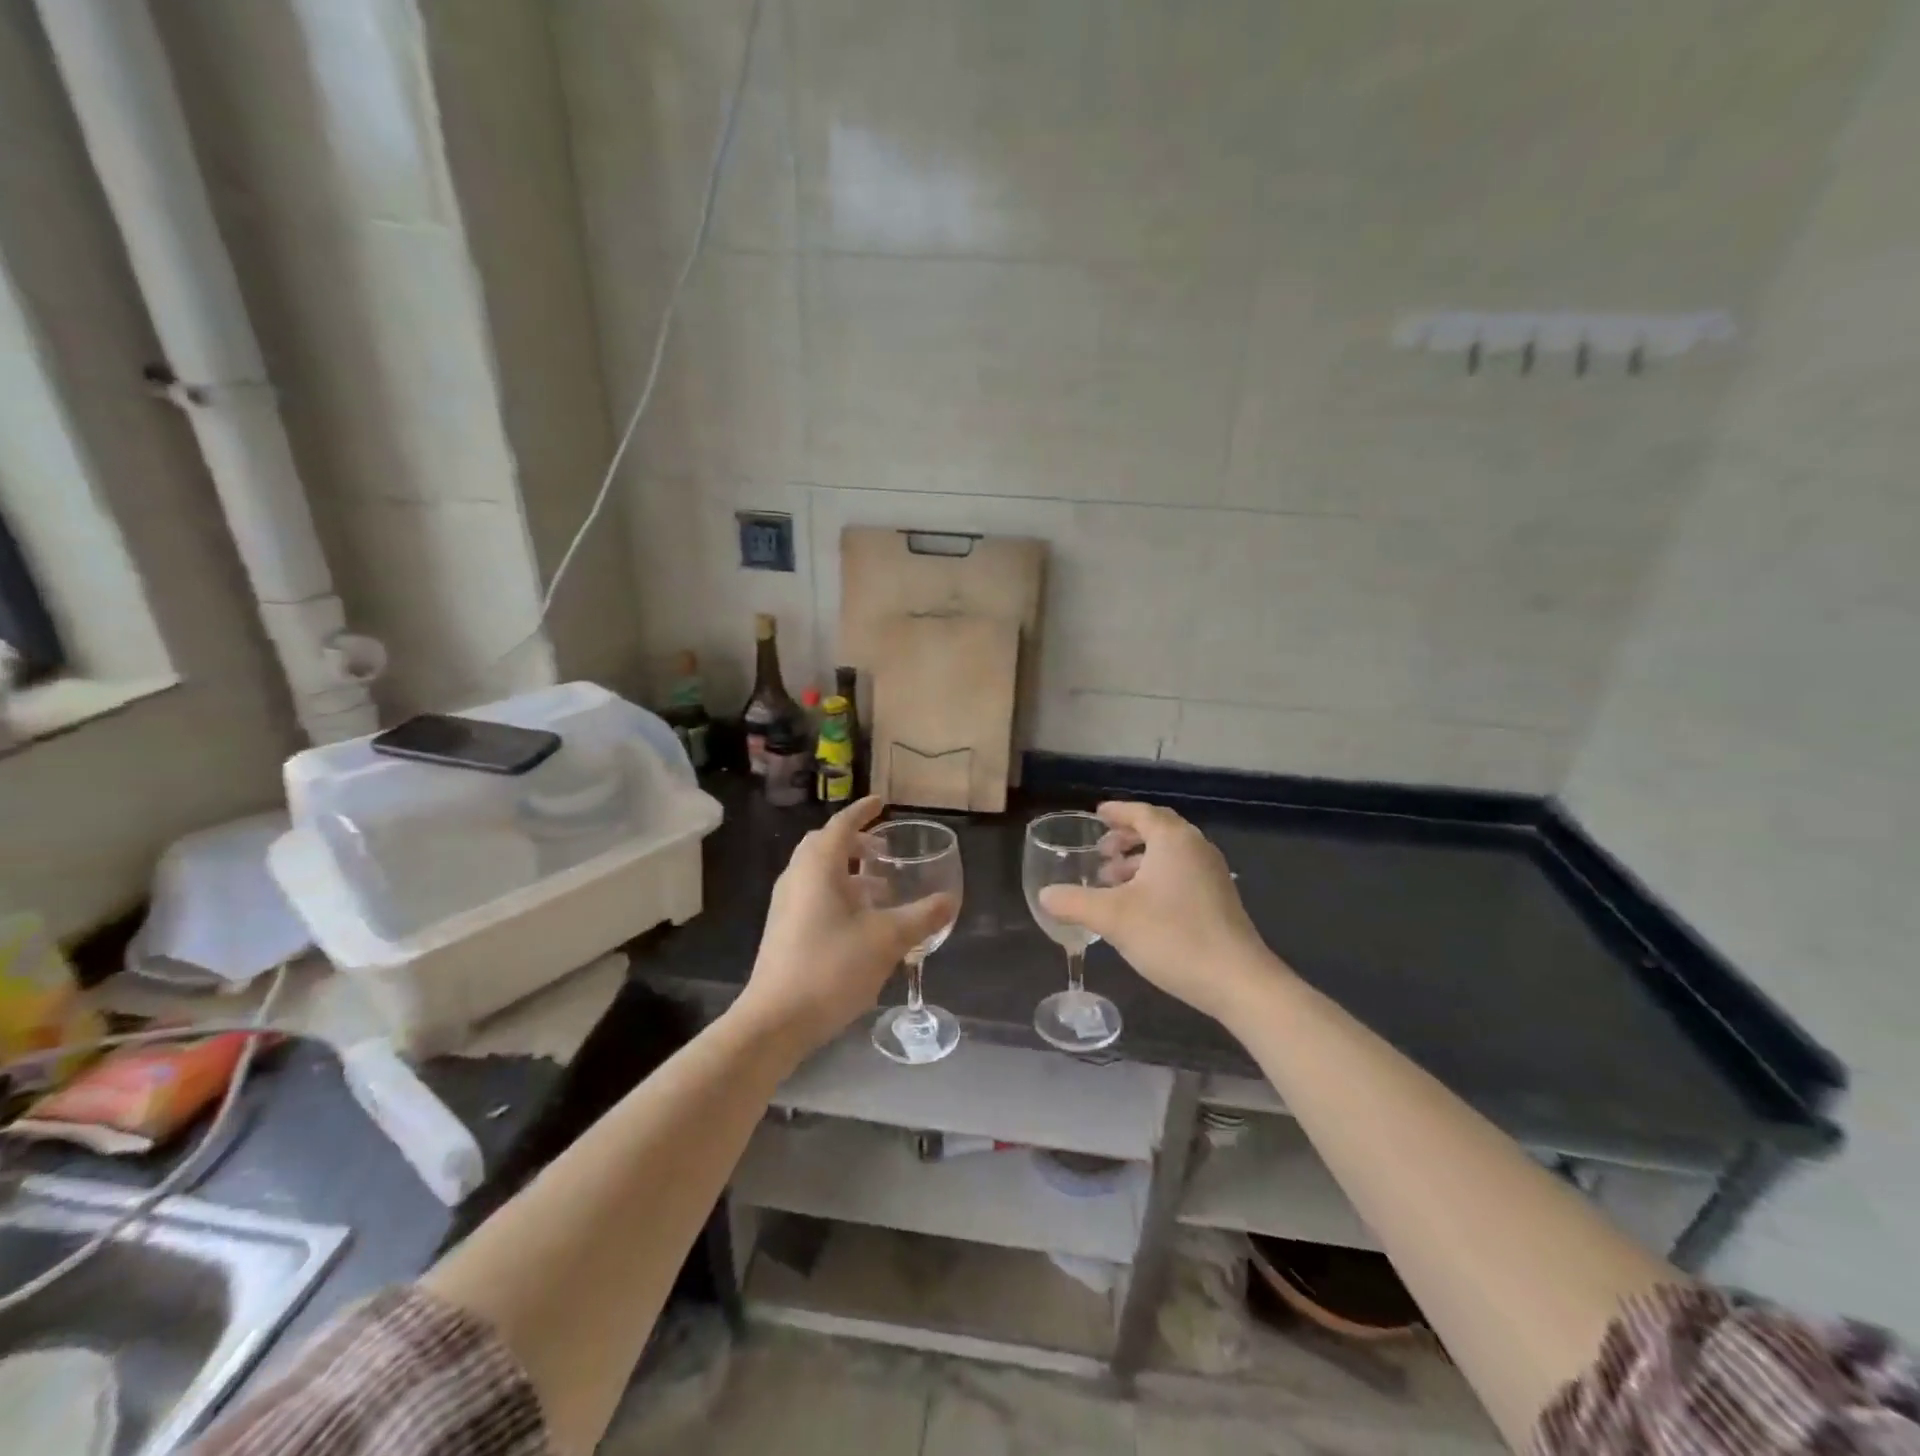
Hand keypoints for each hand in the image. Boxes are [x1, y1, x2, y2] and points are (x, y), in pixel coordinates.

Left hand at [735, 797, 957, 1055]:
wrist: (775, 1021)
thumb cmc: (831, 968)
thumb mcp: (886, 940)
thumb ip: (921, 917)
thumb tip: (950, 901)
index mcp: (817, 867)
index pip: (841, 825)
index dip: (862, 811)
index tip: (882, 802)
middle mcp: (797, 878)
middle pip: (825, 846)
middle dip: (855, 842)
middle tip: (883, 850)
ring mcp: (786, 906)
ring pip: (818, 874)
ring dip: (848, 872)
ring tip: (881, 889)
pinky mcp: (784, 931)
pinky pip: (813, 896)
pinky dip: (839, 894)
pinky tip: (861, 923)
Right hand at [1038, 802, 1279, 1024]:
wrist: (1237, 980)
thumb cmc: (1173, 936)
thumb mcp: (1113, 918)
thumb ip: (1075, 902)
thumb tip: (1045, 895)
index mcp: (1173, 840)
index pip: (1141, 813)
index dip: (1117, 812)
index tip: (1096, 815)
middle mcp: (1196, 848)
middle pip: (1157, 830)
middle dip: (1126, 837)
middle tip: (1100, 850)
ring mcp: (1212, 874)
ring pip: (1169, 855)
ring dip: (1139, 861)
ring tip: (1111, 881)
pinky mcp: (1219, 899)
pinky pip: (1180, 873)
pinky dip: (1155, 877)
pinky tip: (1138, 906)